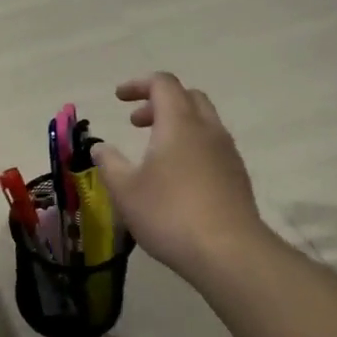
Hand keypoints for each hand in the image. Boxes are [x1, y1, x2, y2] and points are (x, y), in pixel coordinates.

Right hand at [93, 73, 268, 281]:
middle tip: (136, 122)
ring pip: (203, 121)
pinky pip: (212, 146)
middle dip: (159, 102)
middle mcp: (207, 129)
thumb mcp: (125, 190)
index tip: (118, 98)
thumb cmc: (169, 213)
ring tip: (154, 151)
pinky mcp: (237, 176)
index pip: (163, 84)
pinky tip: (177, 176)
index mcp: (179, 123)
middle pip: (188, 97)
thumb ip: (109, 163)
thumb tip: (100, 147)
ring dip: (176, 124)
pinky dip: (191, 145)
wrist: (228, 252)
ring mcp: (227, 153)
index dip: (138, 84)